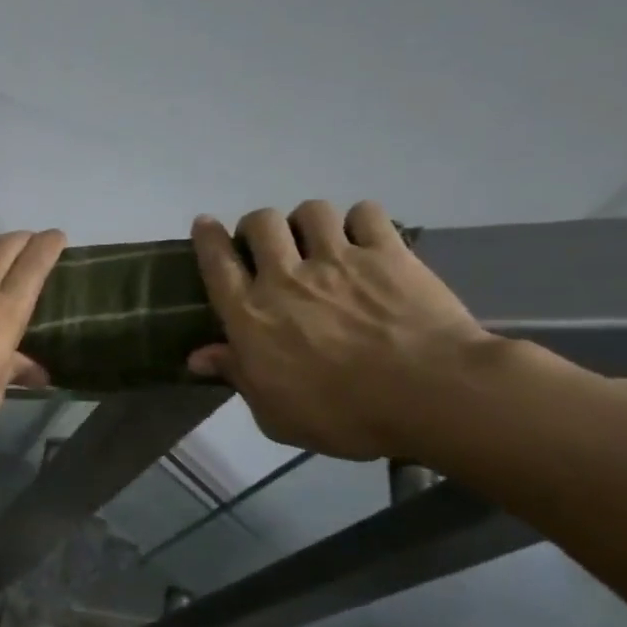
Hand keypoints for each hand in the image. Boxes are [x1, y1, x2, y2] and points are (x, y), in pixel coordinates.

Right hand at [186, 201, 494, 459]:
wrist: (428, 394)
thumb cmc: (342, 415)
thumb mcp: (274, 413)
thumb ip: (237, 376)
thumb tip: (198, 357)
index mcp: (251, 316)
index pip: (217, 264)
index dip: (207, 239)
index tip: (205, 224)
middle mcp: (286, 277)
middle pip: (260, 224)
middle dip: (257, 227)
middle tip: (268, 246)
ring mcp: (339, 259)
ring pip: (310, 211)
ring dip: (307, 221)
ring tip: (318, 240)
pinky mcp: (388, 253)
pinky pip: (366, 213)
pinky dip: (360, 221)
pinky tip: (365, 239)